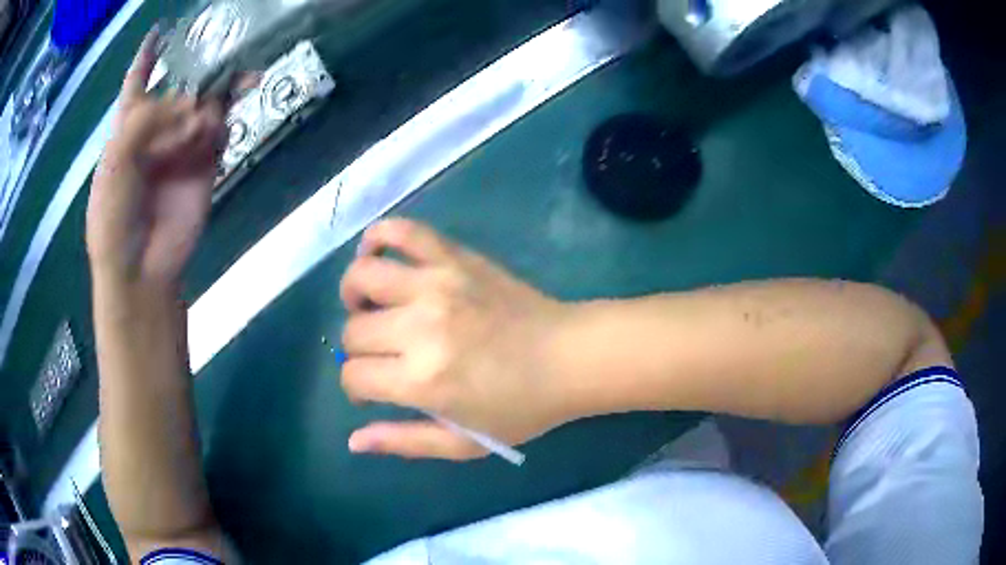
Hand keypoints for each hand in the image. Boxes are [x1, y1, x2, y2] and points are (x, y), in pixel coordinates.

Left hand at [86, 31, 224, 289]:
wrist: (141, 267)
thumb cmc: (113, 217)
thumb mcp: (115, 164)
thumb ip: (146, 121)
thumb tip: (192, 105)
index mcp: (128, 127)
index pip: (138, 81)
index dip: (147, 56)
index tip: (160, 30)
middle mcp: (157, 129)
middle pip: (180, 85)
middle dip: (195, 72)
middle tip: (212, 65)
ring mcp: (183, 145)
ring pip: (205, 103)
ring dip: (212, 96)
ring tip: (205, 112)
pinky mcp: (205, 163)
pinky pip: (219, 131)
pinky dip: (220, 124)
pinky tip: (211, 131)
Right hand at [340, 219, 572, 459]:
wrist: (569, 357)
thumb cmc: (520, 407)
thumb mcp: (463, 443)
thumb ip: (404, 442)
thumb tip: (353, 440)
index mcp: (422, 380)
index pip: (354, 375)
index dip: (357, 386)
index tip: (374, 388)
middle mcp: (420, 327)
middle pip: (353, 330)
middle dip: (358, 349)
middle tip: (383, 355)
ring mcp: (436, 284)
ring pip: (363, 276)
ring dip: (354, 294)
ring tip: (368, 306)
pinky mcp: (454, 257)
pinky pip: (402, 231)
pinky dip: (379, 236)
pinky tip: (377, 254)